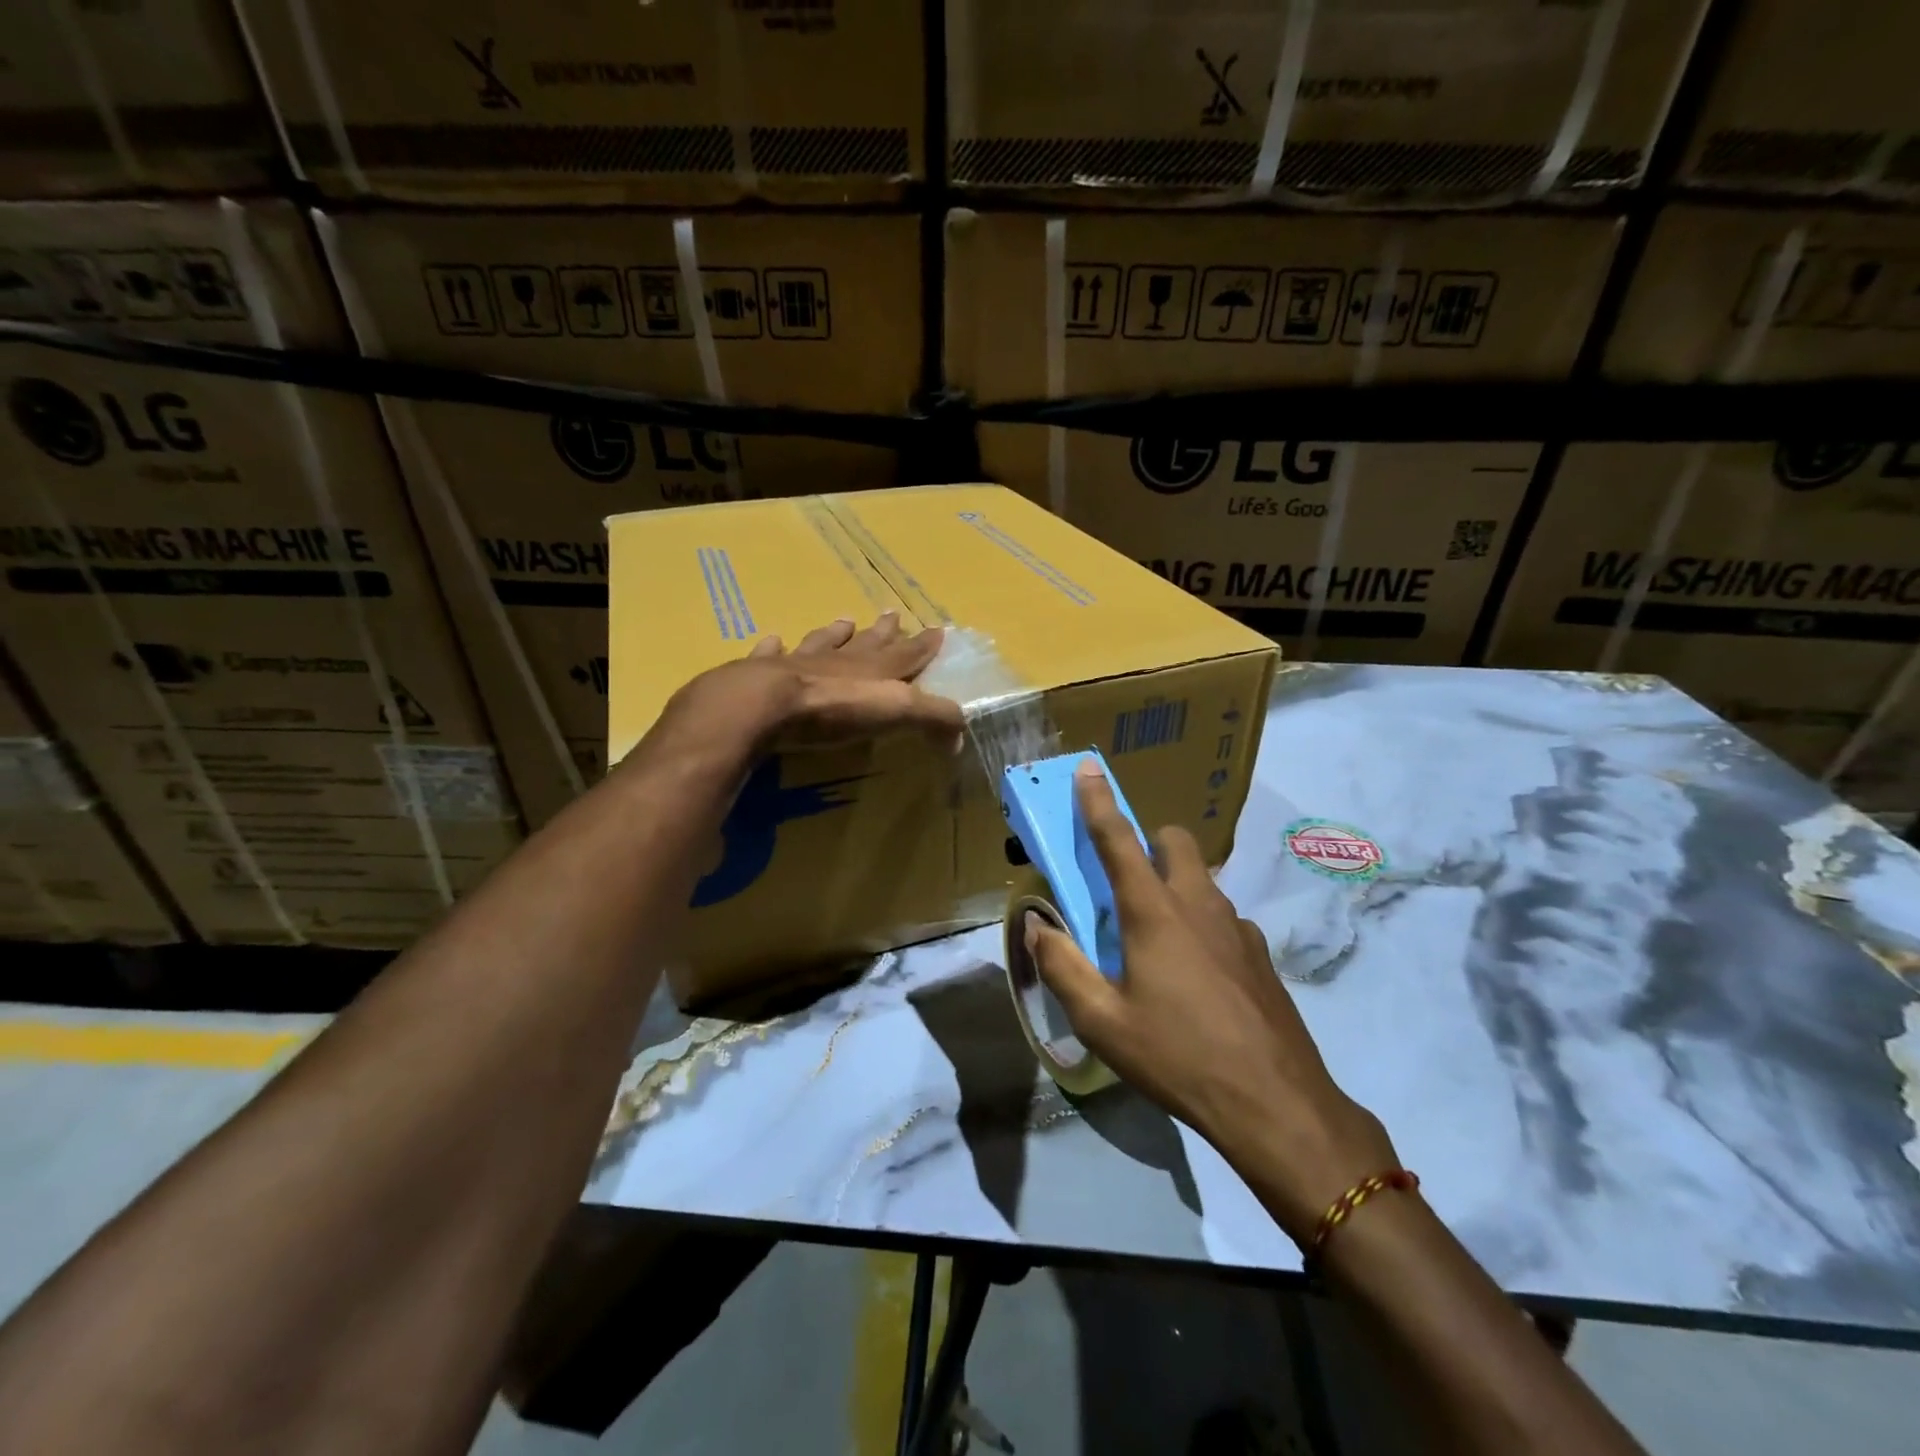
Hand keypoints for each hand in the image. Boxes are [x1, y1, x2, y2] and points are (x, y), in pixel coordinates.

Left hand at [664, 613, 964, 754]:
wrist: (763, 704)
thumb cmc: (834, 709)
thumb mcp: (896, 712)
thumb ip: (933, 719)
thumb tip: (961, 733)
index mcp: (873, 668)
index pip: (906, 654)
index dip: (923, 644)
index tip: (936, 629)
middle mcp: (839, 659)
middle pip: (867, 642)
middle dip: (883, 631)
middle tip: (892, 614)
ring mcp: (799, 662)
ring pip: (823, 642)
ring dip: (835, 633)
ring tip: (844, 620)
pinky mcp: (762, 673)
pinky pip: (771, 654)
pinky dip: (774, 647)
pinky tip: (773, 639)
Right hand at [1025, 760, 1397, 1245]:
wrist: (1274, 1103)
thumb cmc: (1177, 1056)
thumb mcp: (1101, 1021)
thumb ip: (1062, 966)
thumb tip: (1036, 924)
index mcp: (1153, 912)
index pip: (1118, 840)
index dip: (1098, 801)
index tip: (1088, 768)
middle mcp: (1198, 904)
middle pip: (1174, 841)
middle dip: (1148, 843)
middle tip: (1126, 883)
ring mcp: (1237, 927)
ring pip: (1202, 879)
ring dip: (1175, 886)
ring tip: (1157, 942)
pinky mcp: (1260, 954)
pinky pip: (1222, 918)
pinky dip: (1201, 925)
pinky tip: (1196, 977)